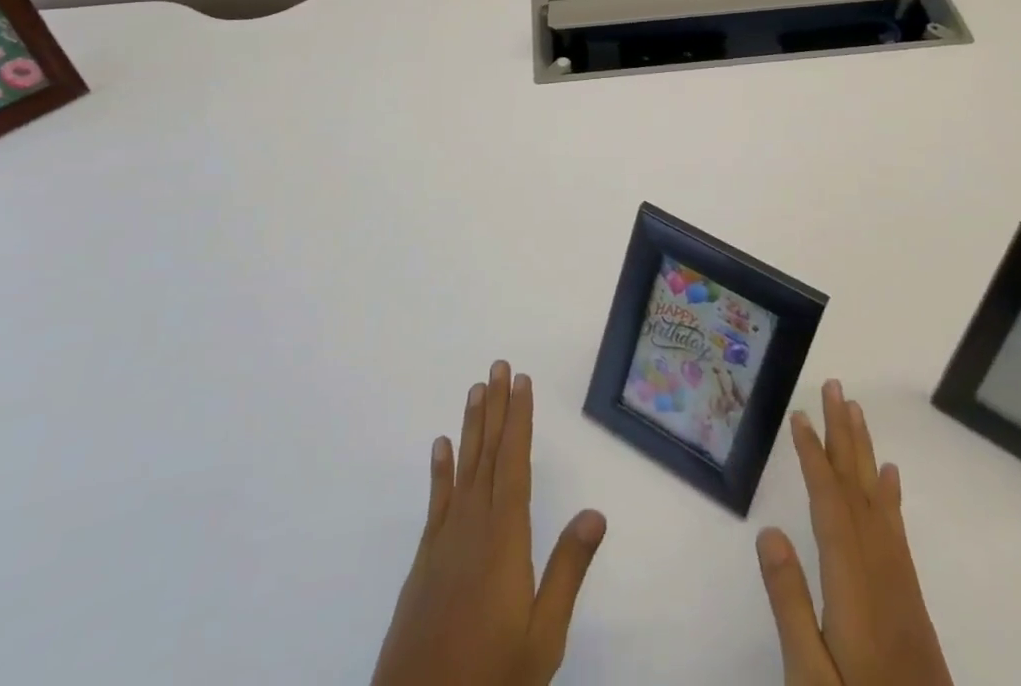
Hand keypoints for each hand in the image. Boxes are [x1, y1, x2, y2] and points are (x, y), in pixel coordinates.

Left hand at [371, 360, 607, 685]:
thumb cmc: (491, 675)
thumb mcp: (543, 636)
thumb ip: (568, 571)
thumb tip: (596, 513)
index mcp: (505, 537)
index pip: (514, 462)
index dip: (519, 419)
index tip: (522, 381)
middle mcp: (473, 525)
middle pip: (488, 454)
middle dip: (496, 407)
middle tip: (499, 365)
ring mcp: (445, 541)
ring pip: (463, 468)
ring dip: (471, 426)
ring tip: (476, 389)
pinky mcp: (425, 560)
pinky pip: (436, 501)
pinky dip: (440, 470)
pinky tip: (440, 446)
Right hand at [755, 380, 953, 685]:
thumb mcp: (811, 679)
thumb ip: (790, 605)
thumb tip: (768, 531)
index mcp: (852, 583)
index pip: (829, 504)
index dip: (814, 456)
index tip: (800, 415)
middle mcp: (880, 571)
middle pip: (858, 489)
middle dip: (844, 435)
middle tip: (836, 387)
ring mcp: (899, 585)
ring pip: (878, 502)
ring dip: (864, 453)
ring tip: (856, 412)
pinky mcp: (909, 601)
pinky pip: (896, 530)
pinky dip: (889, 496)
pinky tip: (888, 477)